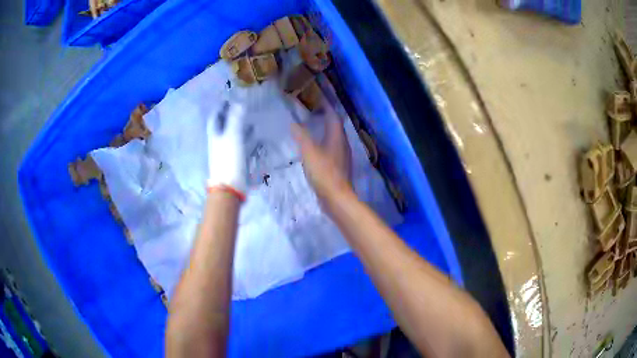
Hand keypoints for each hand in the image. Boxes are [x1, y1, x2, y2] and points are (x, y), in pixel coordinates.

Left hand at [207, 101, 246, 196]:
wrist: (230, 186)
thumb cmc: (229, 159)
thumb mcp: (232, 136)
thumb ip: (236, 119)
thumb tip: (239, 103)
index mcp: (215, 134)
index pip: (215, 117)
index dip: (220, 108)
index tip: (227, 99)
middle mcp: (220, 141)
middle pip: (224, 125)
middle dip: (232, 116)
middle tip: (241, 107)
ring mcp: (228, 151)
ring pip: (235, 135)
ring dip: (242, 127)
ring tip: (251, 119)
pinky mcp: (237, 160)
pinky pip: (243, 146)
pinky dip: (249, 139)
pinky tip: (257, 136)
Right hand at [291, 101, 352, 204]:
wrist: (337, 198)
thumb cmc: (324, 172)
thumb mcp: (309, 152)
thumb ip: (301, 137)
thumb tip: (294, 123)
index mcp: (337, 138)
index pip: (334, 117)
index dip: (327, 107)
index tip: (319, 100)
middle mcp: (343, 145)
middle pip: (336, 127)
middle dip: (327, 118)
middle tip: (314, 113)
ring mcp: (342, 157)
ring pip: (335, 139)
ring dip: (326, 132)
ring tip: (314, 129)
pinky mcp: (339, 168)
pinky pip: (332, 150)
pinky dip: (325, 144)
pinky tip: (316, 150)